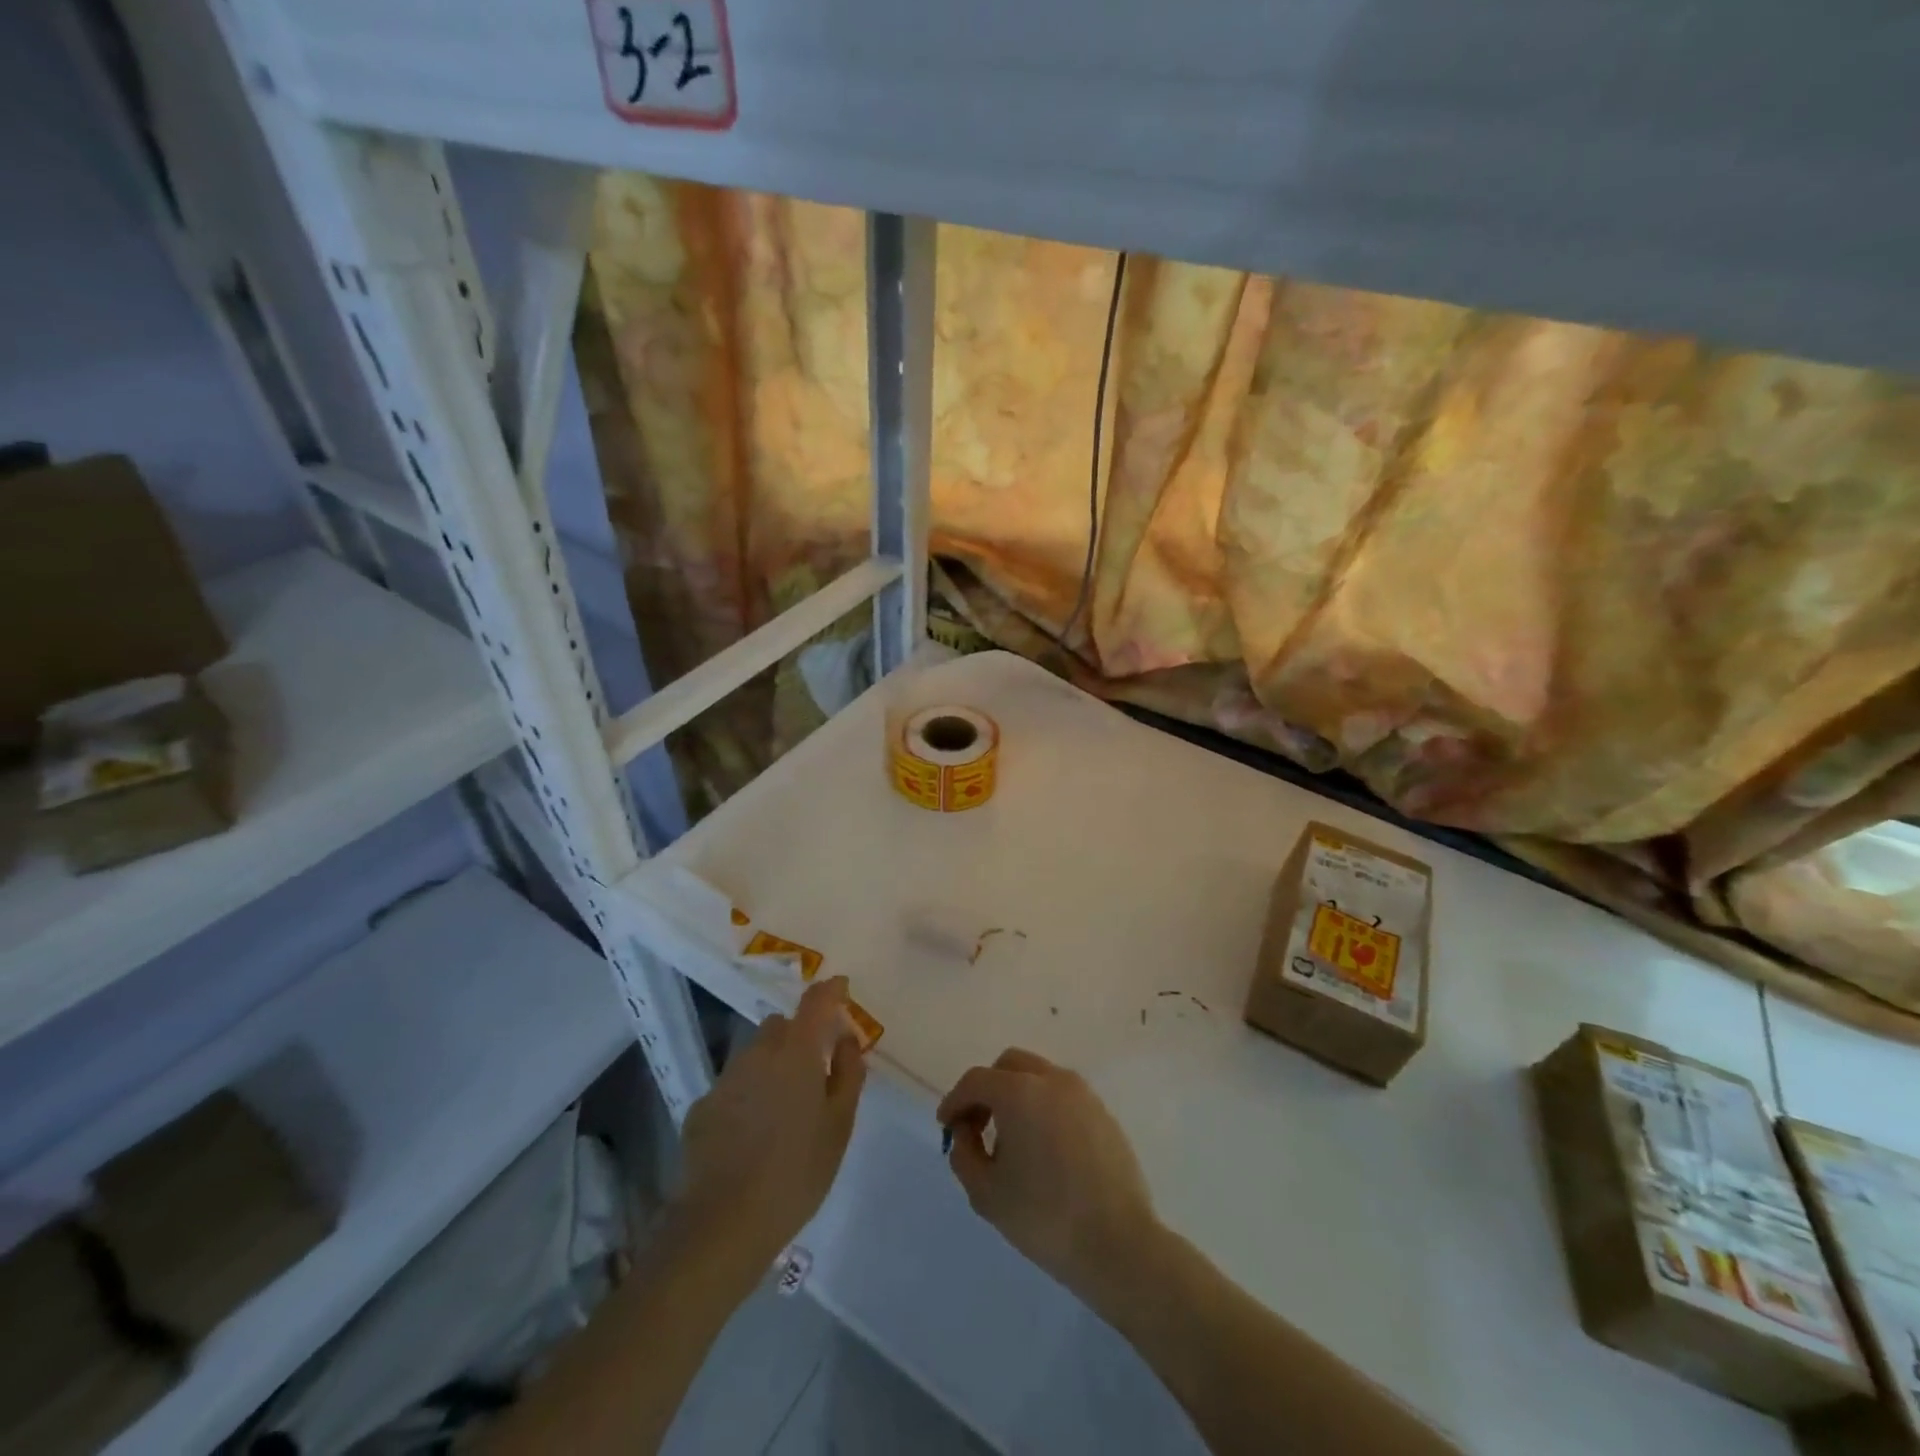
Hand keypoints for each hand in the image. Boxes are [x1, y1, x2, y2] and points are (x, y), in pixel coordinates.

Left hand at [674, 977, 867, 1271]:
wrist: (723, 1224)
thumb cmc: (797, 1172)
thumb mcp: (839, 1125)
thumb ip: (848, 1074)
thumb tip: (846, 1039)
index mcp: (796, 1052)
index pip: (816, 1002)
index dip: (830, 990)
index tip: (841, 987)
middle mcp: (758, 1053)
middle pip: (781, 1026)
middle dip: (799, 1035)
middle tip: (814, 1069)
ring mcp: (725, 1079)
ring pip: (754, 1054)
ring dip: (772, 1065)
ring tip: (783, 1108)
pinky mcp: (701, 1107)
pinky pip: (733, 1086)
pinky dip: (747, 1095)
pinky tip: (752, 1133)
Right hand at [937, 1049, 1158, 1302]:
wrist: (1119, 1244)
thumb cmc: (1045, 1218)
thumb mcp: (987, 1194)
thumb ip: (964, 1154)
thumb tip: (966, 1133)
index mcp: (1020, 1092)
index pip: (976, 1081)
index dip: (955, 1100)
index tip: (946, 1126)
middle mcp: (1052, 1080)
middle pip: (1009, 1065)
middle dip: (987, 1089)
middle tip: (977, 1126)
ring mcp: (1082, 1094)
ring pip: (1038, 1076)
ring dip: (1017, 1095)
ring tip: (1011, 1140)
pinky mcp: (1102, 1113)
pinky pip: (1062, 1096)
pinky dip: (1043, 1107)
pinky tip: (1043, 1148)